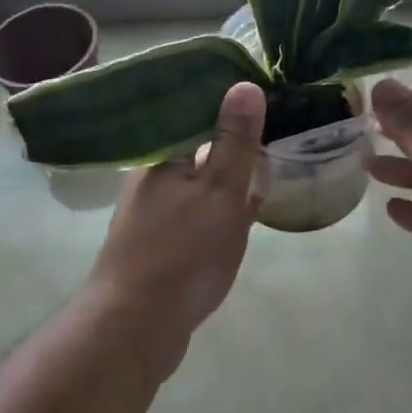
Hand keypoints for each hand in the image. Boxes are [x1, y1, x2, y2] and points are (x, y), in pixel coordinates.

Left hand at [88, 81, 265, 369]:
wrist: (134, 328)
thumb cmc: (182, 253)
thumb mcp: (220, 192)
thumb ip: (234, 141)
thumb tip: (244, 84)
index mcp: (163, 155)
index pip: (196, 109)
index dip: (229, 100)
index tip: (265, 92)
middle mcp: (152, 176)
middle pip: (197, 143)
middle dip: (233, 137)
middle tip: (276, 126)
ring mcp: (153, 210)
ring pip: (198, 177)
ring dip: (228, 171)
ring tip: (266, 162)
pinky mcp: (159, 240)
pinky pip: (196, 208)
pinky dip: (219, 204)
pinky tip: (243, 211)